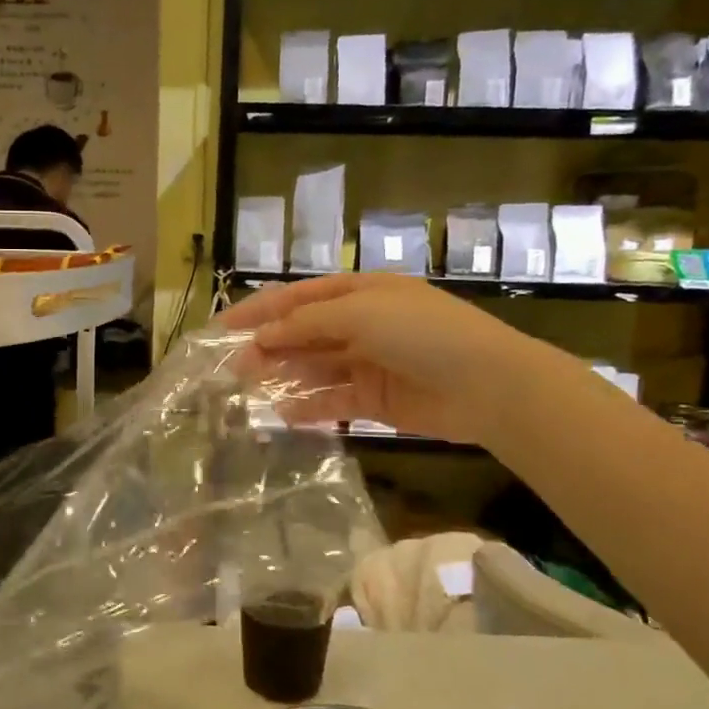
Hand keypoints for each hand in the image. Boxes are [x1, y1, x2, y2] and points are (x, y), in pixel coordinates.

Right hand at [215, 274, 545, 445]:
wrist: (487, 384)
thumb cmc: (422, 333)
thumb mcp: (360, 313)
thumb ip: (306, 323)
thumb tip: (262, 337)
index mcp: (359, 292)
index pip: (298, 298)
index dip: (259, 310)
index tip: (221, 328)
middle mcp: (361, 324)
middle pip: (302, 334)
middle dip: (268, 347)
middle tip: (231, 368)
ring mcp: (368, 362)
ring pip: (313, 368)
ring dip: (283, 376)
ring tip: (249, 390)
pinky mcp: (376, 399)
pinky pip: (333, 400)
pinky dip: (309, 407)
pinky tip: (284, 415)